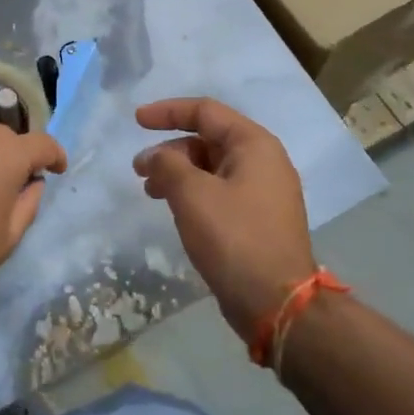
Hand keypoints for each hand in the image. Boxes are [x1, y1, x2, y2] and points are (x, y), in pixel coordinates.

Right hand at [134, 98, 315, 340]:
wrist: (277, 303)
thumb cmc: (234, 238)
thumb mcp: (192, 194)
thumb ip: (167, 164)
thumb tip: (155, 156)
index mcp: (254, 144)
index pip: (205, 111)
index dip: (168, 111)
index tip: (136, 121)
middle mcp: (263, 161)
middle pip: (208, 139)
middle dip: (170, 149)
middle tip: (139, 170)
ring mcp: (263, 192)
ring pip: (212, 167)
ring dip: (178, 173)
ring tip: (150, 192)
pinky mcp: (258, 219)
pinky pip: (219, 191)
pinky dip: (193, 192)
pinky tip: (175, 210)